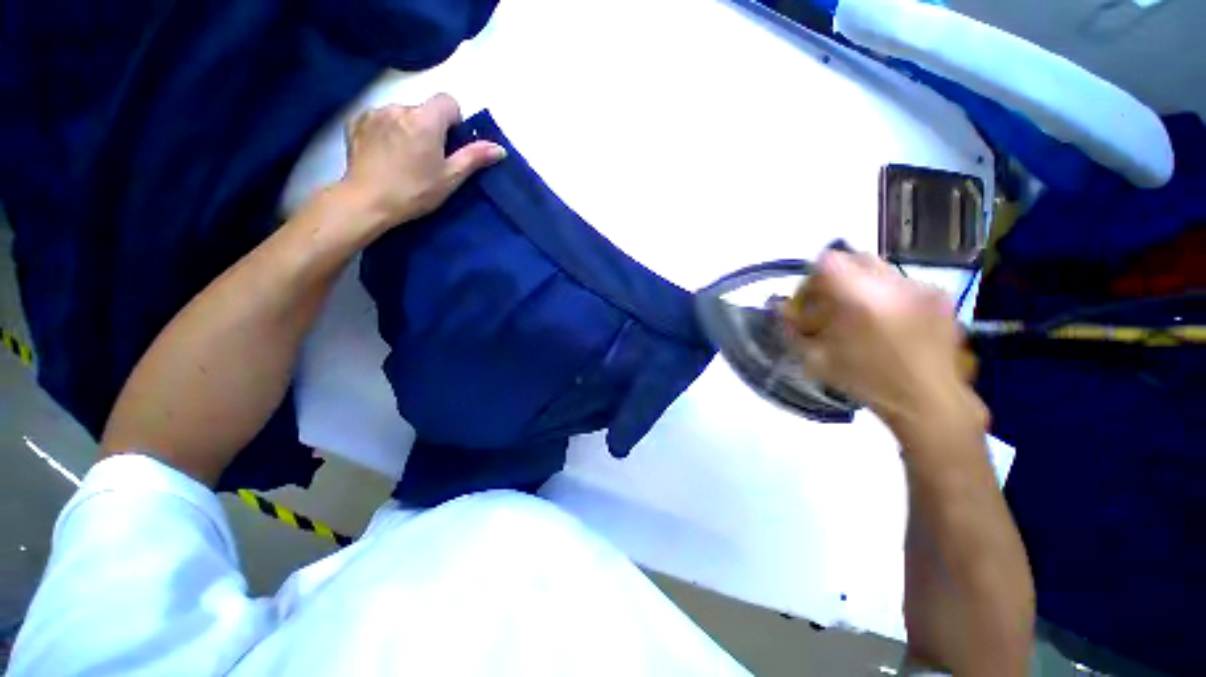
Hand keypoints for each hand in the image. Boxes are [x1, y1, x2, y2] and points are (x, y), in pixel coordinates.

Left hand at [339, 93, 505, 231]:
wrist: (367, 201)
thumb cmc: (415, 191)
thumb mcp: (450, 177)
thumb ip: (474, 158)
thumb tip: (499, 148)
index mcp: (425, 120)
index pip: (448, 101)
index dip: (453, 121)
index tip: (449, 144)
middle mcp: (399, 108)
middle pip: (424, 109)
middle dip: (430, 128)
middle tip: (427, 159)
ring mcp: (375, 113)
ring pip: (402, 114)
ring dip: (408, 129)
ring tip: (404, 159)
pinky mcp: (356, 122)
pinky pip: (380, 119)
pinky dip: (386, 131)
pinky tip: (385, 155)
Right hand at [784, 251, 987, 435]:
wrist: (928, 401)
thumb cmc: (866, 382)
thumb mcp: (817, 360)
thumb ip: (793, 329)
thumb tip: (779, 308)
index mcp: (858, 298)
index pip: (828, 260)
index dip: (814, 276)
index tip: (812, 299)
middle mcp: (891, 284)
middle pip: (855, 258)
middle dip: (839, 276)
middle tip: (835, 304)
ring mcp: (920, 287)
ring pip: (881, 269)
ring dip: (865, 285)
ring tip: (864, 315)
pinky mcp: (940, 296)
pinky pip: (904, 283)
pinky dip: (890, 295)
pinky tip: (892, 323)